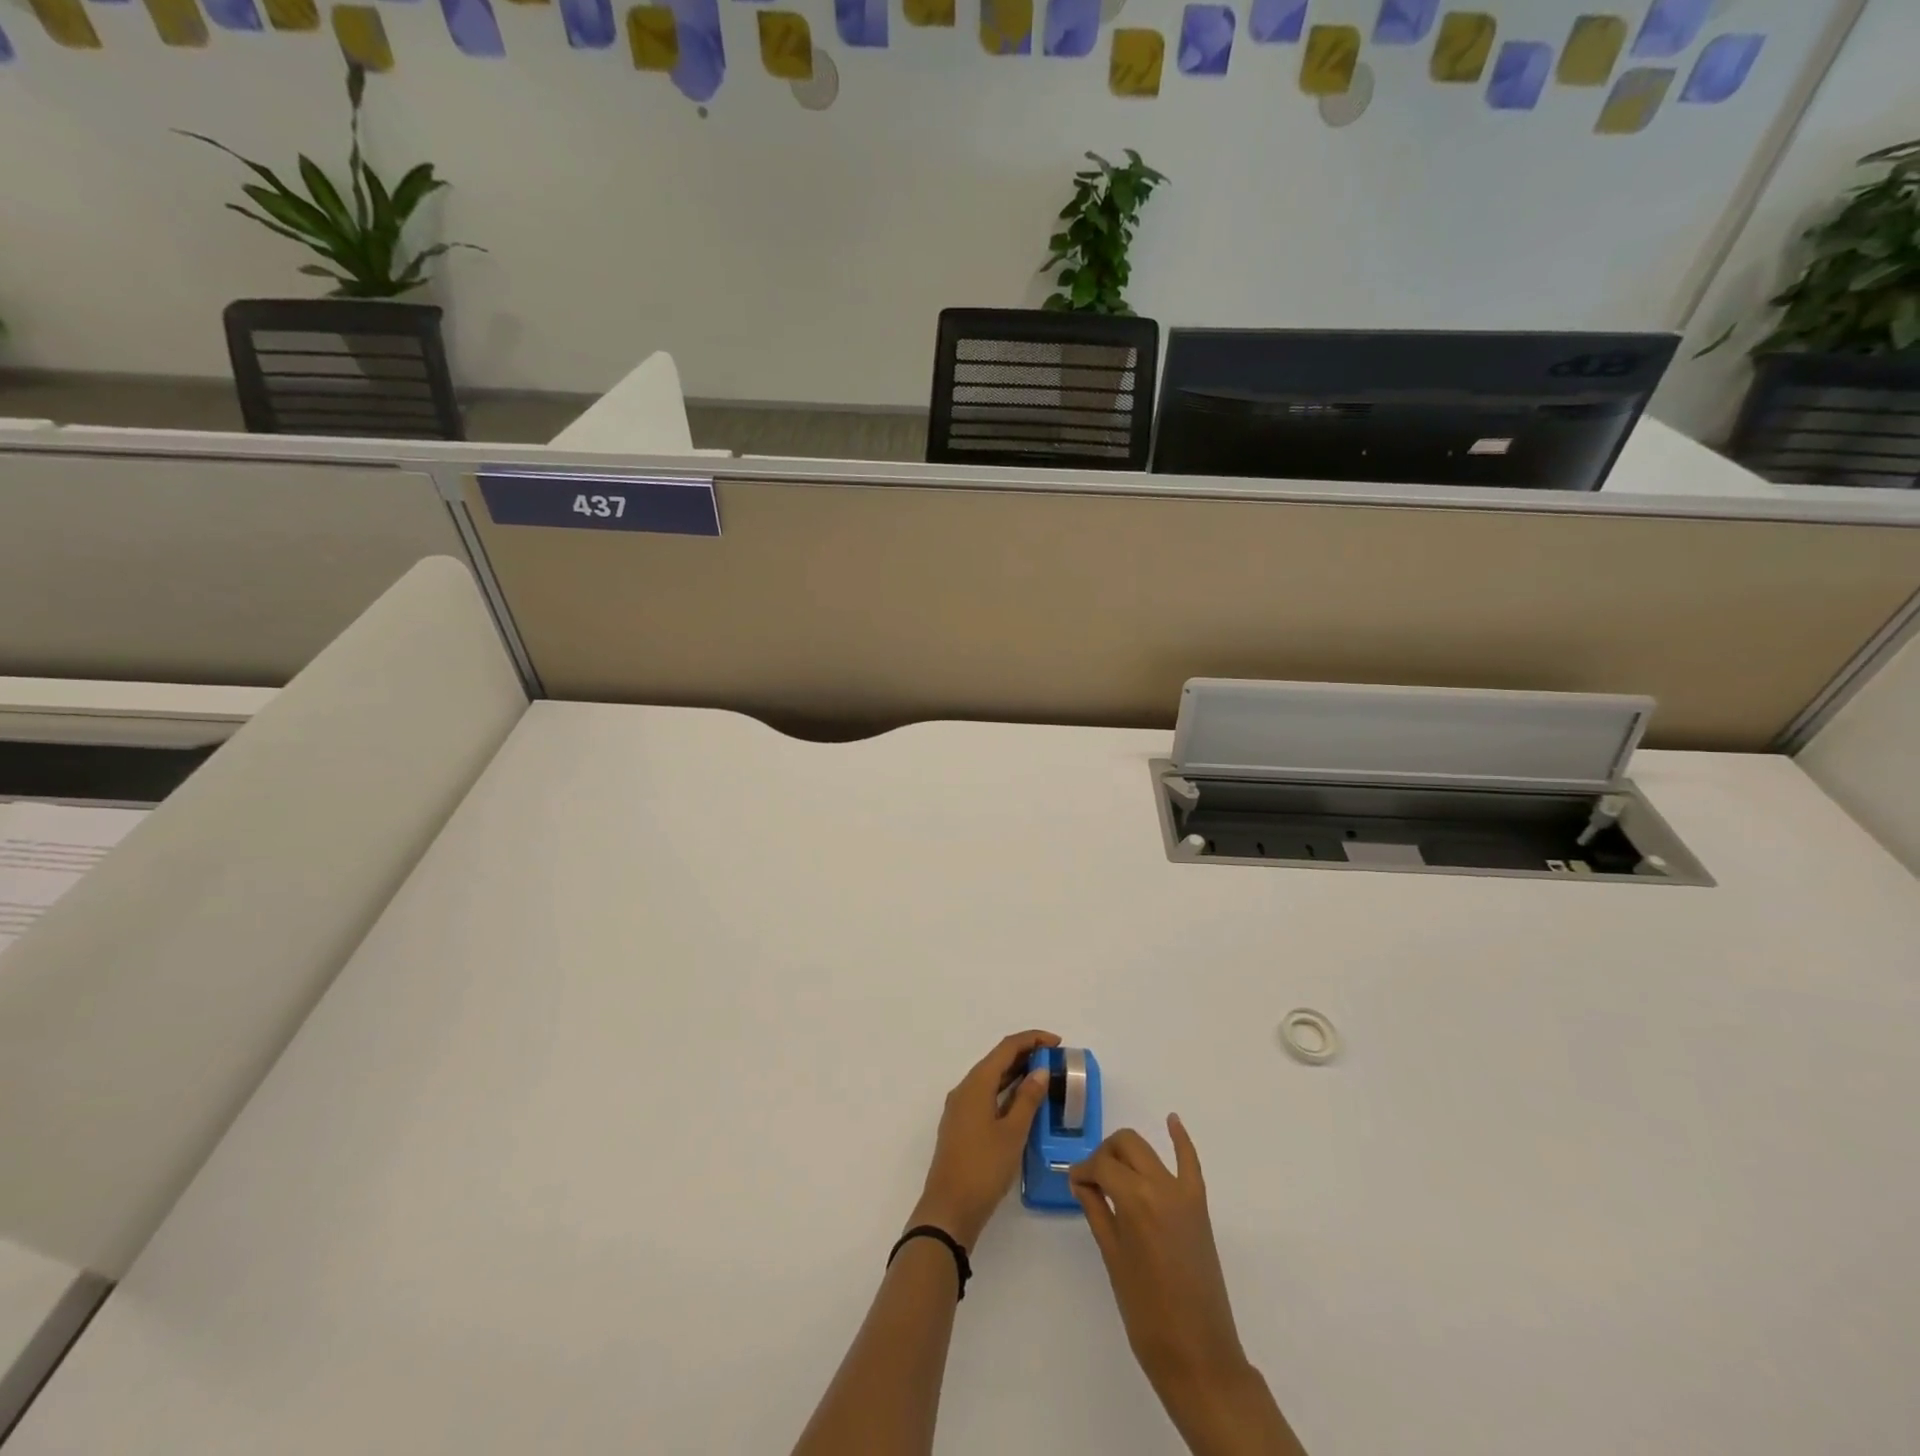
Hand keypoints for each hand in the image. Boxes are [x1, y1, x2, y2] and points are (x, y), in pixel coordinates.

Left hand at [910, 1029, 1059, 1247]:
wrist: (949, 1209)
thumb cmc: (983, 1168)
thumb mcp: (1012, 1133)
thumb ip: (1027, 1099)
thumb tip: (1040, 1070)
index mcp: (976, 1084)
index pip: (1006, 1048)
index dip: (1032, 1039)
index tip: (1057, 1042)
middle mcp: (965, 1089)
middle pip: (997, 1060)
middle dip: (1025, 1054)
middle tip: (1055, 1060)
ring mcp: (960, 1108)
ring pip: (991, 1079)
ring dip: (1016, 1073)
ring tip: (1044, 1077)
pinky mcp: (961, 1125)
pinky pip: (986, 1095)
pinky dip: (1006, 1091)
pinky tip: (1022, 1103)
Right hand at [1070, 1116, 1248, 1397]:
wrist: (1199, 1355)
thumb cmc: (1147, 1314)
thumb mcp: (1113, 1260)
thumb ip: (1097, 1213)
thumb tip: (1082, 1182)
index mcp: (1135, 1200)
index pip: (1101, 1165)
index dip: (1083, 1171)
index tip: (1073, 1184)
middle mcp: (1161, 1186)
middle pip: (1125, 1145)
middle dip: (1104, 1153)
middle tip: (1092, 1180)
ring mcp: (1184, 1194)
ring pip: (1149, 1149)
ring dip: (1128, 1151)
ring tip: (1113, 1170)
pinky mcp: (1200, 1206)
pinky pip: (1190, 1162)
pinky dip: (1180, 1139)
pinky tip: (1172, 1120)